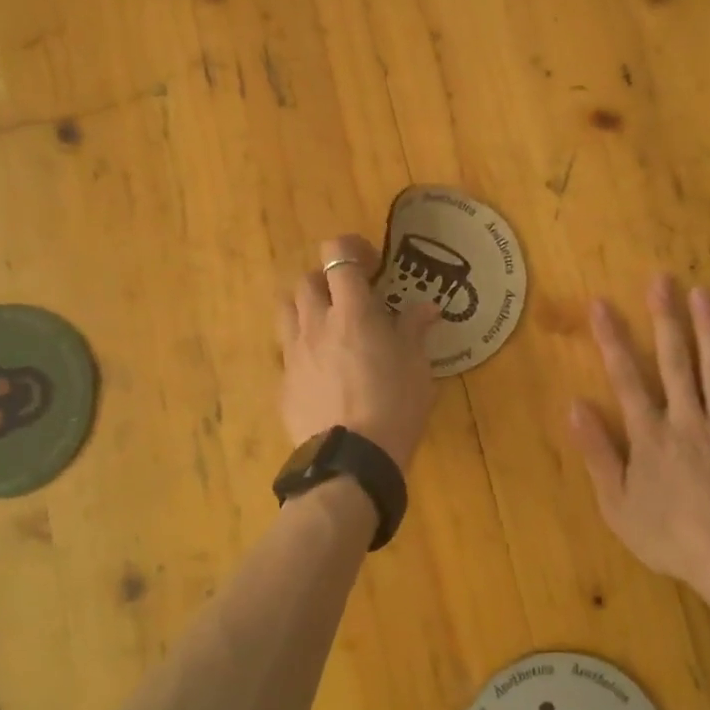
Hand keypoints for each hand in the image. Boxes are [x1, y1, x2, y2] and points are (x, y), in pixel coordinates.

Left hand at [277, 235, 439, 467]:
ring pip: (287, 309)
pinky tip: (322, 370)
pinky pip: (287, 351)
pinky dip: (303, 347)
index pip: (337, 255)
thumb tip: (426, 308)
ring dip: (306, 307)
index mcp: (352, 312)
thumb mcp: (417, 366)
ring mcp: (294, 354)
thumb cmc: (395, 406)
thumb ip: (415, 330)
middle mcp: (316, 324)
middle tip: (351, 298)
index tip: (371, 264)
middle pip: (306, 280)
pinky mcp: (283, 383)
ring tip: (328, 325)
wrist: (352, 460)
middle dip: (328, 280)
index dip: (351, 249)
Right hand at [568, 275, 709, 596]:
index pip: (626, 378)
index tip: (601, 304)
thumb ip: (598, 453)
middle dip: (665, 319)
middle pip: (675, 362)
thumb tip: (575, 405)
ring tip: (704, 294)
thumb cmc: (671, 538)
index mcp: (651, 436)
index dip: (612, 339)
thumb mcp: (618, 505)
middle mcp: (687, 421)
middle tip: (662, 280)